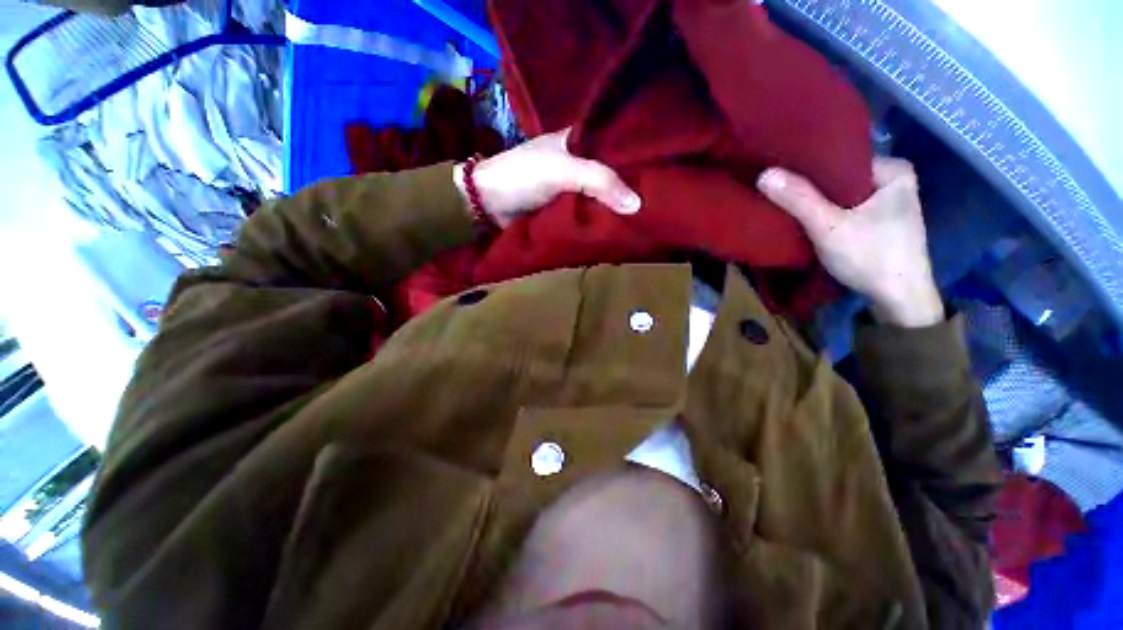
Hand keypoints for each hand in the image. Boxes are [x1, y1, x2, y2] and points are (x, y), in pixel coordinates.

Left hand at [454, 128, 641, 227]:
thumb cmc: (523, 176)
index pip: (615, 143)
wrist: (488, 204)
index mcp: (578, 140)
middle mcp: (578, 161)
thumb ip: (599, 181)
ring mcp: (571, 188)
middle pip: (610, 173)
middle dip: (629, 186)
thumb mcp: (563, 171)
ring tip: (647, 215)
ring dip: (616, 206)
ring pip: (601, 195)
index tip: (663, 169)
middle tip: (659, 198)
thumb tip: (637, 204)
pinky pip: (589, 213)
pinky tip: (621, 226)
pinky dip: (601, 219)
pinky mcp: (565, 209)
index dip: (637, 155)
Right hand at [757, 158, 944, 327]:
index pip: (842, 157)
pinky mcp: (879, 223)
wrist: (899, 300)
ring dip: (816, 200)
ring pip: (841, 195)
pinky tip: (807, 217)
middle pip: (841, 177)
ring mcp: (888, 203)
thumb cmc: (870, 256)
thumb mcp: (828, 226)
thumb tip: (764, 174)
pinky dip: (826, 212)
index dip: (808, 165)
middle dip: (811, 185)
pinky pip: (845, 208)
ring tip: (786, 199)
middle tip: (778, 187)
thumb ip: (798, 199)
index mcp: (893, 170)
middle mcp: (894, 181)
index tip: (780, 170)